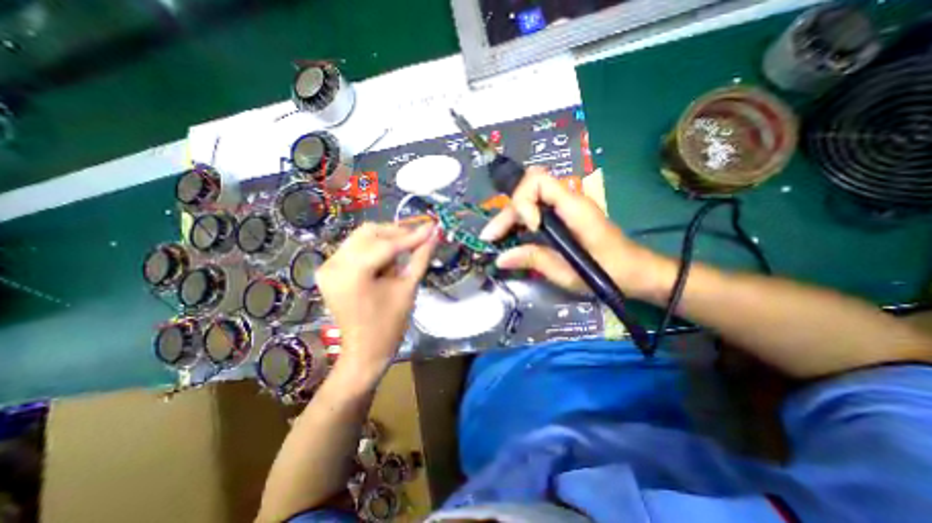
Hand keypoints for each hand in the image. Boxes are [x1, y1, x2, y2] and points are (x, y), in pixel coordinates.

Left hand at [319, 223, 439, 377]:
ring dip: (386, 239)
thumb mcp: (408, 289)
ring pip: (362, 237)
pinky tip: (389, 258)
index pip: (387, 245)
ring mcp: (327, 266)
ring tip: (407, 249)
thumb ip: (420, 258)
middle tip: (420, 237)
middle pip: (369, 233)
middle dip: (397, 234)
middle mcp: (333, 264)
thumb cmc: (389, 325)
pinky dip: (374, 248)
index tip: (432, 228)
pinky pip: (355, 247)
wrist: (365, 351)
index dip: (412, 236)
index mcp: (352, 274)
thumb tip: (433, 235)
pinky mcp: (328, 270)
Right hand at [481, 166, 670, 300]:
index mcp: (574, 207)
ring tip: (495, 239)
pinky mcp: (563, 217)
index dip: (524, 201)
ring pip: (529, 200)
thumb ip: (534, 260)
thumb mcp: (568, 271)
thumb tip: (500, 257)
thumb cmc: (609, 272)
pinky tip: (511, 238)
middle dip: (507, 213)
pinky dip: (520, 223)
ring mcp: (565, 208)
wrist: (636, 271)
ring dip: (509, 218)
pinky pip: (536, 211)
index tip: (529, 228)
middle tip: (490, 238)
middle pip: (527, 191)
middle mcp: (567, 200)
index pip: (537, 180)